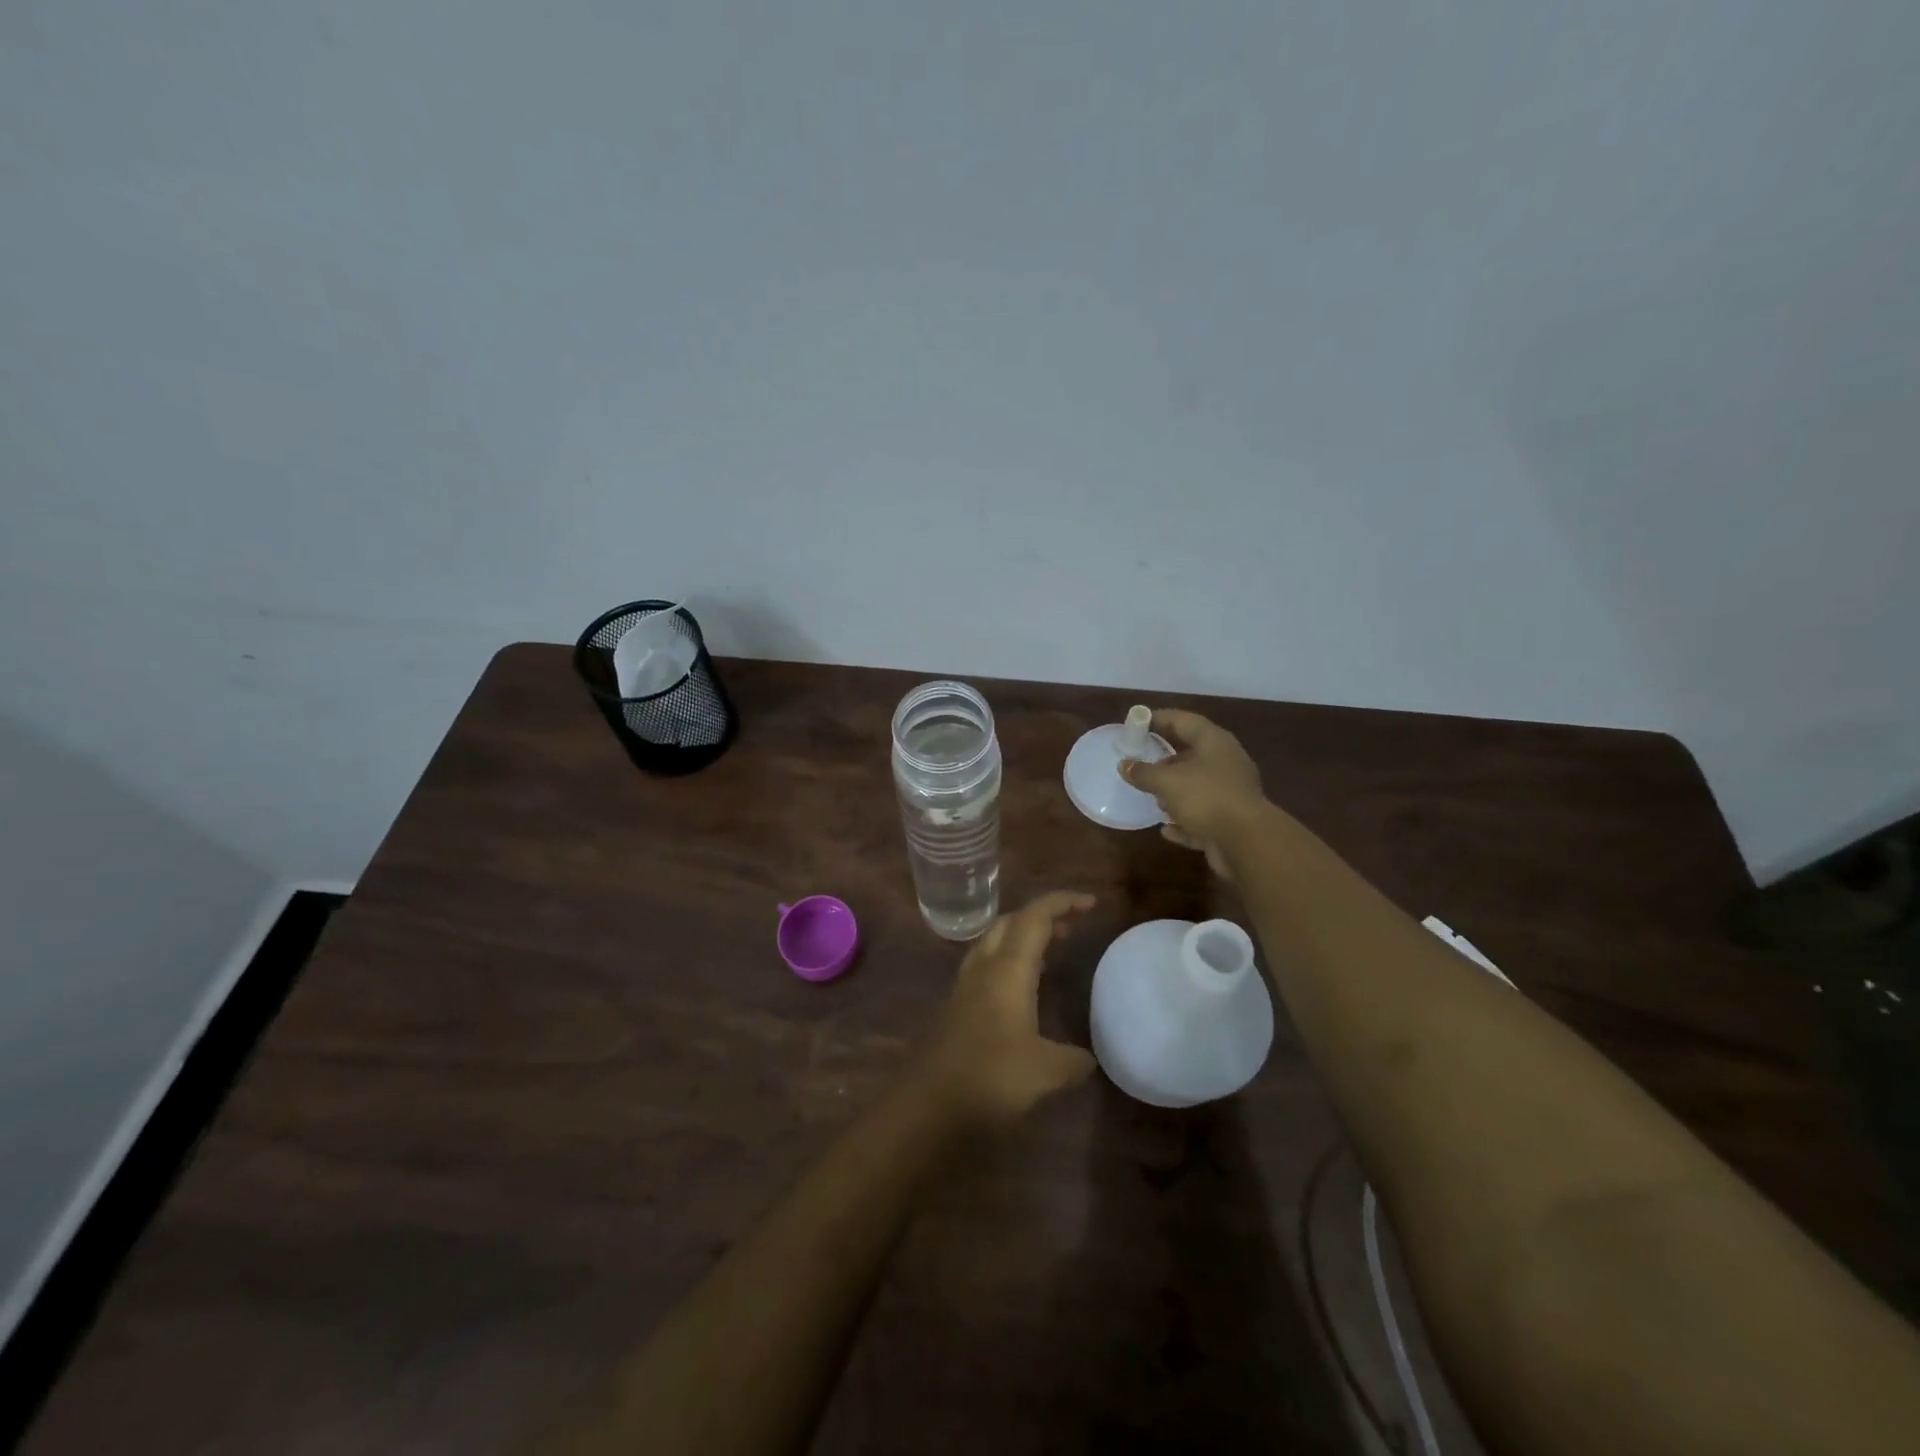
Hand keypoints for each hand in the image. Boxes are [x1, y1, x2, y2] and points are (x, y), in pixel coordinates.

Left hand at [917, 892, 1097, 1131]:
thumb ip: (1072, 1060)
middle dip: (1041, 917)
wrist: (926, 1106)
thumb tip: (1088, 1059)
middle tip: (1071, 928)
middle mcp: (984, 968)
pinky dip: (1009, 965)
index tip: (1091, 903)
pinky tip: (1022, 993)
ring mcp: (964, 988)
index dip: (1062, 903)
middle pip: (1010, 923)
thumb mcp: (1045, 1072)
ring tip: (1050, 952)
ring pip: (993, 944)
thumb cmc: (990, 1078)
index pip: (1035, 917)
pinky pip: (985, 969)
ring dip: (1021, 939)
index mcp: (1008, 969)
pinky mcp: (955, 1009)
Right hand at [1119, 709, 1268, 880]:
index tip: (1136, 723)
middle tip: (1140, 760)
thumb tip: (1124, 765)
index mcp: (1214, 742)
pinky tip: (1165, 828)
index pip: (1183, 721)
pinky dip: (1183, 820)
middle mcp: (1225, 763)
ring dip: (1175, 791)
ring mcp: (1230, 793)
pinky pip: (1201, 816)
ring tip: (1150, 795)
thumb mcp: (1167, 781)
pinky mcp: (1230, 821)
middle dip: (1165, 758)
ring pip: (1197, 786)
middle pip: (1191, 753)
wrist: (1247, 842)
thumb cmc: (1206, 797)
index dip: (1159, 719)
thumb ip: (1143, 772)